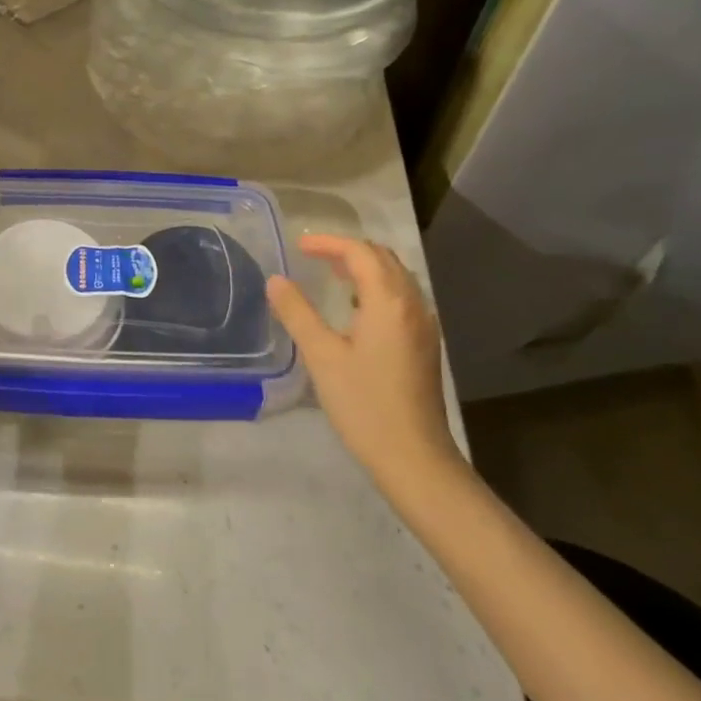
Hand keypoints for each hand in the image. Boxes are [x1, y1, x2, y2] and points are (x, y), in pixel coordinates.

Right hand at [267, 235, 463, 485]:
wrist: (414, 457)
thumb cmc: (364, 404)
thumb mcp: (322, 356)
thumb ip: (297, 313)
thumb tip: (276, 280)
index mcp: (388, 301)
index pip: (360, 252)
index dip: (328, 243)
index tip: (298, 247)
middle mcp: (412, 304)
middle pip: (383, 258)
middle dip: (348, 250)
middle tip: (313, 257)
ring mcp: (424, 325)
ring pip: (396, 277)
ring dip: (365, 267)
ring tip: (332, 276)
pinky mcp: (425, 344)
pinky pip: (402, 297)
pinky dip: (377, 288)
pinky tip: (356, 309)